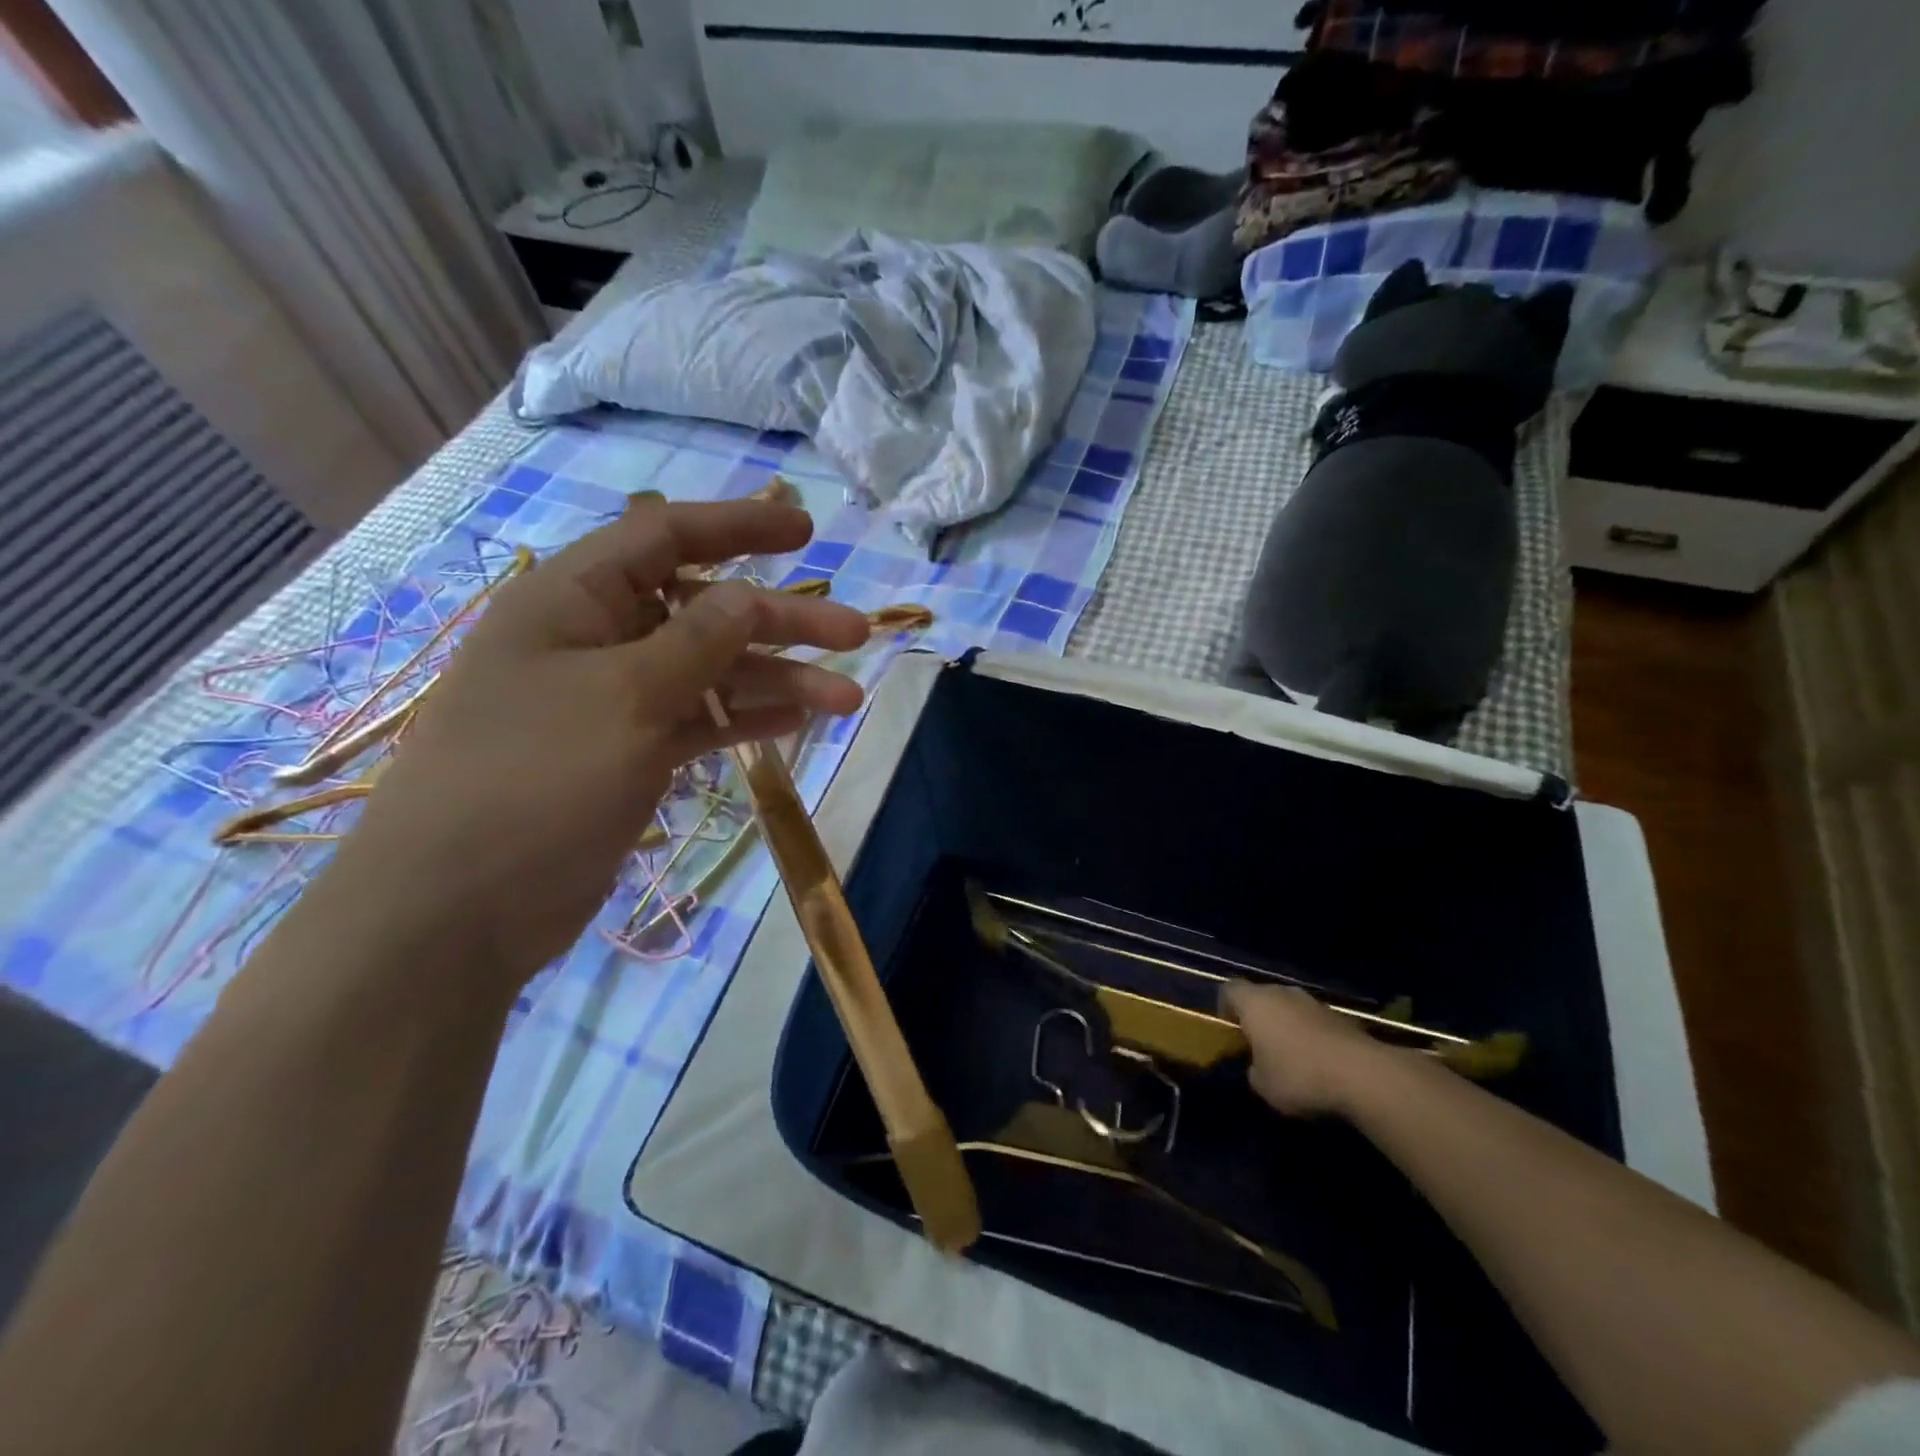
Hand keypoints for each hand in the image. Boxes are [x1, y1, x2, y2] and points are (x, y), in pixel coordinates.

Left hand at [333, 496, 871, 988]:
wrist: (457, 910)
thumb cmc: (533, 780)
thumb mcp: (624, 697)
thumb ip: (696, 642)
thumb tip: (749, 596)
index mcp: (573, 600)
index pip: (665, 538)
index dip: (738, 527)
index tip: (805, 532)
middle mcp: (596, 640)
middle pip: (705, 611)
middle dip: (781, 621)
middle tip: (855, 635)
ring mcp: (614, 702)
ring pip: (711, 673)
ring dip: (778, 681)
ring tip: (847, 699)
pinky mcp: (628, 755)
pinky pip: (699, 722)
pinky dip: (744, 720)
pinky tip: (796, 723)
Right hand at [1219, 982, 1382, 1116]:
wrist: (1362, 1075)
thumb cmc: (1298, 1075)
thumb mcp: (1262, 1085)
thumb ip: (1253, 1069)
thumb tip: (1258, 1065)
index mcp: (1254, 1002)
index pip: (1229, 989)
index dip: (1225, 1007)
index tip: (1230, 1030)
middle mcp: (1281, 993)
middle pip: (1261, 996)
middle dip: (1258, 1017)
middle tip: (1258, 1045)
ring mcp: (1313, 1002)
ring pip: (1289, 1008)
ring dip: (1286, 1026)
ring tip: (1291, 1056)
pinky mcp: (1340, 1017)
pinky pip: (1314, 1022)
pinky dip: (1311, 1036)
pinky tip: (1318, 1063)